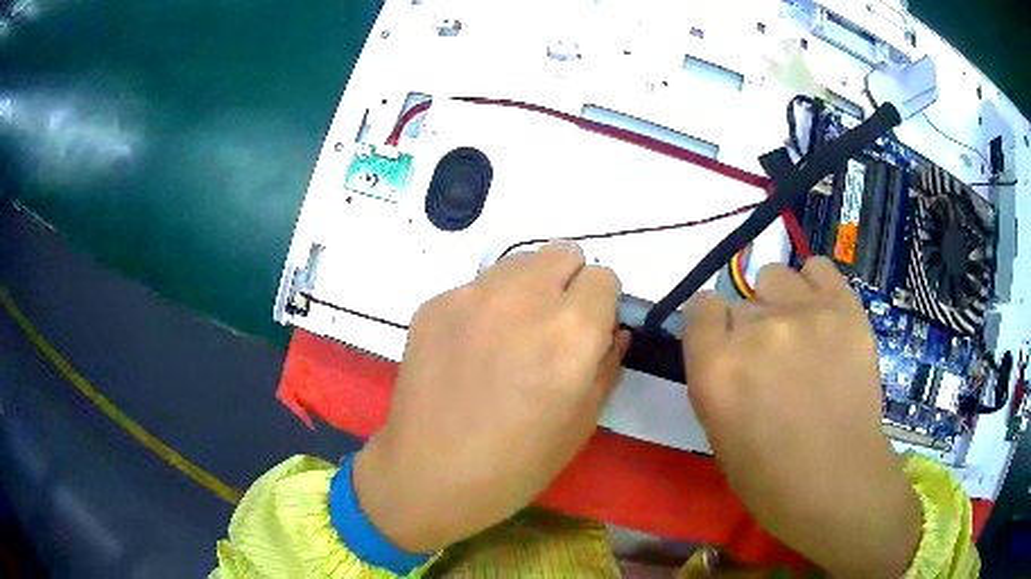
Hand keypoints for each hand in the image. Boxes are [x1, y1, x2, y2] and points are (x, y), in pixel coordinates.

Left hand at [355, 242, 629, 551]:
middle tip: (552, 326)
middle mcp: (523, 298)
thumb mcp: (583, 421)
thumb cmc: (517, 463)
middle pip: (562, 252)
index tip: (590, 329)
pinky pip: (475, 286)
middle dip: (568, 282)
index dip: (601, 304)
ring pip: (518, 262)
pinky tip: (471, 349)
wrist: (430, 474)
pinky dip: (485, 306)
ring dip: (527, 287)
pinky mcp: (434, 302)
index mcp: (571, 331)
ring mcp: (471, 295)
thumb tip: (614, 328)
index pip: (604, 276)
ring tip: (510, 335)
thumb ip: (607, 362)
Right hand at [683, 257, 920, 576]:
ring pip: (775, 276)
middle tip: (772, 360)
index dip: (712, 326)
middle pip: (741, 300)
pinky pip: (818, 268)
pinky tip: (822, 315)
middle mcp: (756, 331)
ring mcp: (804, 313)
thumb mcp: (719, 432)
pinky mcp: (844, 308)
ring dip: (779, 302)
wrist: (838, 483)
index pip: (700, 308)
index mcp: (716, 369)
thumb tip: (728, 345)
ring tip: (799, 333)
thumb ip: (717, 377)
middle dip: (749, 327)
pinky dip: (814, 286)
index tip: (725, 345)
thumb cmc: (770, 477)